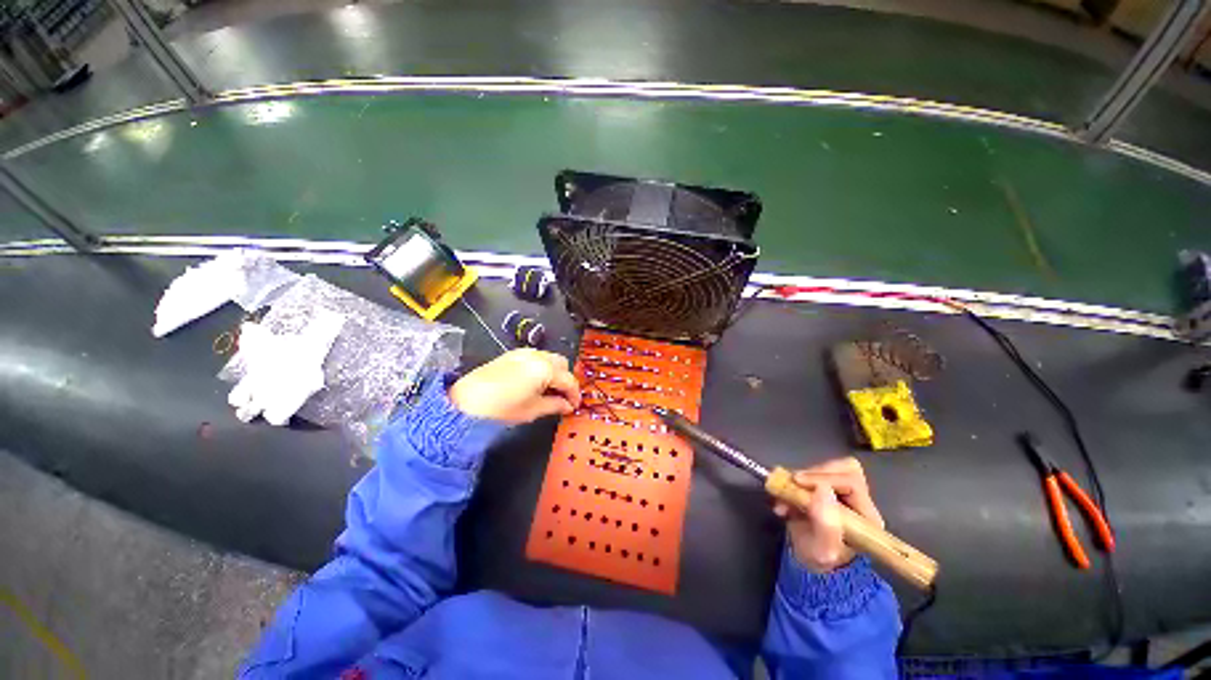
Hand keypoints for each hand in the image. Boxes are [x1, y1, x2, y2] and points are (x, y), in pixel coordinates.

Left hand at [448, 349, 580, 423]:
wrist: (465, 402)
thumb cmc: (502, 408)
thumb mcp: (532, 410)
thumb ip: (555, 405)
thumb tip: (568, 406)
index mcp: (545, 368)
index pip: (569, 380)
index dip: (575, 394)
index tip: (575, 407)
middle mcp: (537, 355)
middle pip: (562, 364)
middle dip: (566, 379)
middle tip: (563, 398)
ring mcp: (524, 352)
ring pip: (549, 358)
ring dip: (554, 372)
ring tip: (549, 391)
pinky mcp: (512, 354)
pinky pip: (536, 357)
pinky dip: (542, 367)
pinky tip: (535, 383)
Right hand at [772, 457, 883, 572]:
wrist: (809, 567)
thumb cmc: (819, 561)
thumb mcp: (822, 549)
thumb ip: (825, 523)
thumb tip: (823, 489)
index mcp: (865, 516)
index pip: (850, 482)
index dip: (822, 477)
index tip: (797, 482)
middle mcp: (858, 502)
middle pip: (843, 469)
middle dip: (813, 473)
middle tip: (793, 484)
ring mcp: (841, 495)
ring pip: (827, 469)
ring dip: (801, 478)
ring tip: (785, 496)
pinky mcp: (824, 491)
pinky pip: (811, 475)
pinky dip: (794, 482)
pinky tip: (784, 498)